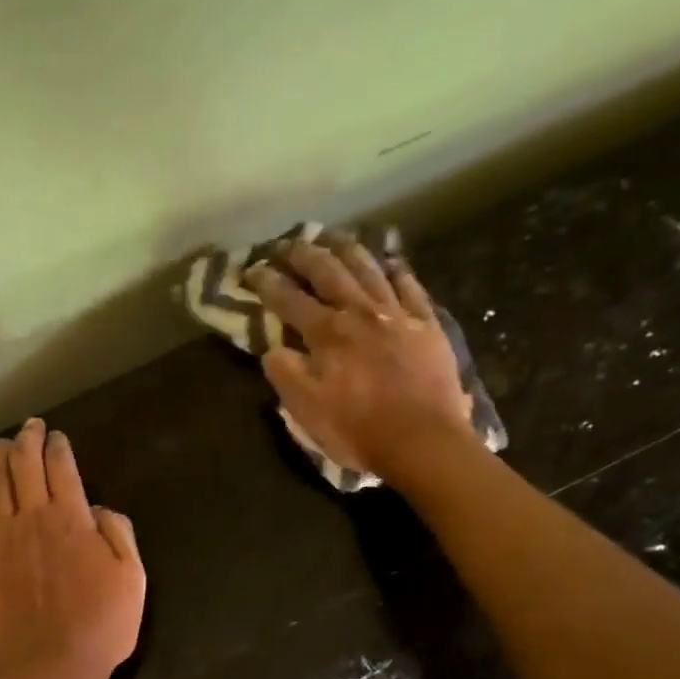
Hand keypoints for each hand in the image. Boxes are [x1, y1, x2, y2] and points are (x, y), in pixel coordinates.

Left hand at [0, 418, 145, 678]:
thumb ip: (118, 534)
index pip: (62, 467)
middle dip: (26, 440)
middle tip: (29, 427)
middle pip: (23, 466)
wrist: (48, 667)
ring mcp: (1, 539)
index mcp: (72, 518)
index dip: (58, 445)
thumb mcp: (132, 578)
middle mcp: (32, 518)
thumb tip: (99, 510)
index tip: (56, 435)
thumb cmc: (100, 625)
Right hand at [247, 237, 475, 484]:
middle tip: (290, 244)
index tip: (252, 270)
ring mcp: (397, 315)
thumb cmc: (358, 429)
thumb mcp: (306, 410)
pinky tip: (391, 264)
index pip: (289, 300)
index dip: (267, 283)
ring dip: (348, 250)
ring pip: (369, 269)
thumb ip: (285, 373)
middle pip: (329, 272)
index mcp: (326, 333)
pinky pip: (411, 288)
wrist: (422, 440)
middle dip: (305, 255)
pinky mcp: (427, 325)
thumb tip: (272, 348)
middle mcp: (359, 313)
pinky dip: (397, 272)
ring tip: (335, 238)